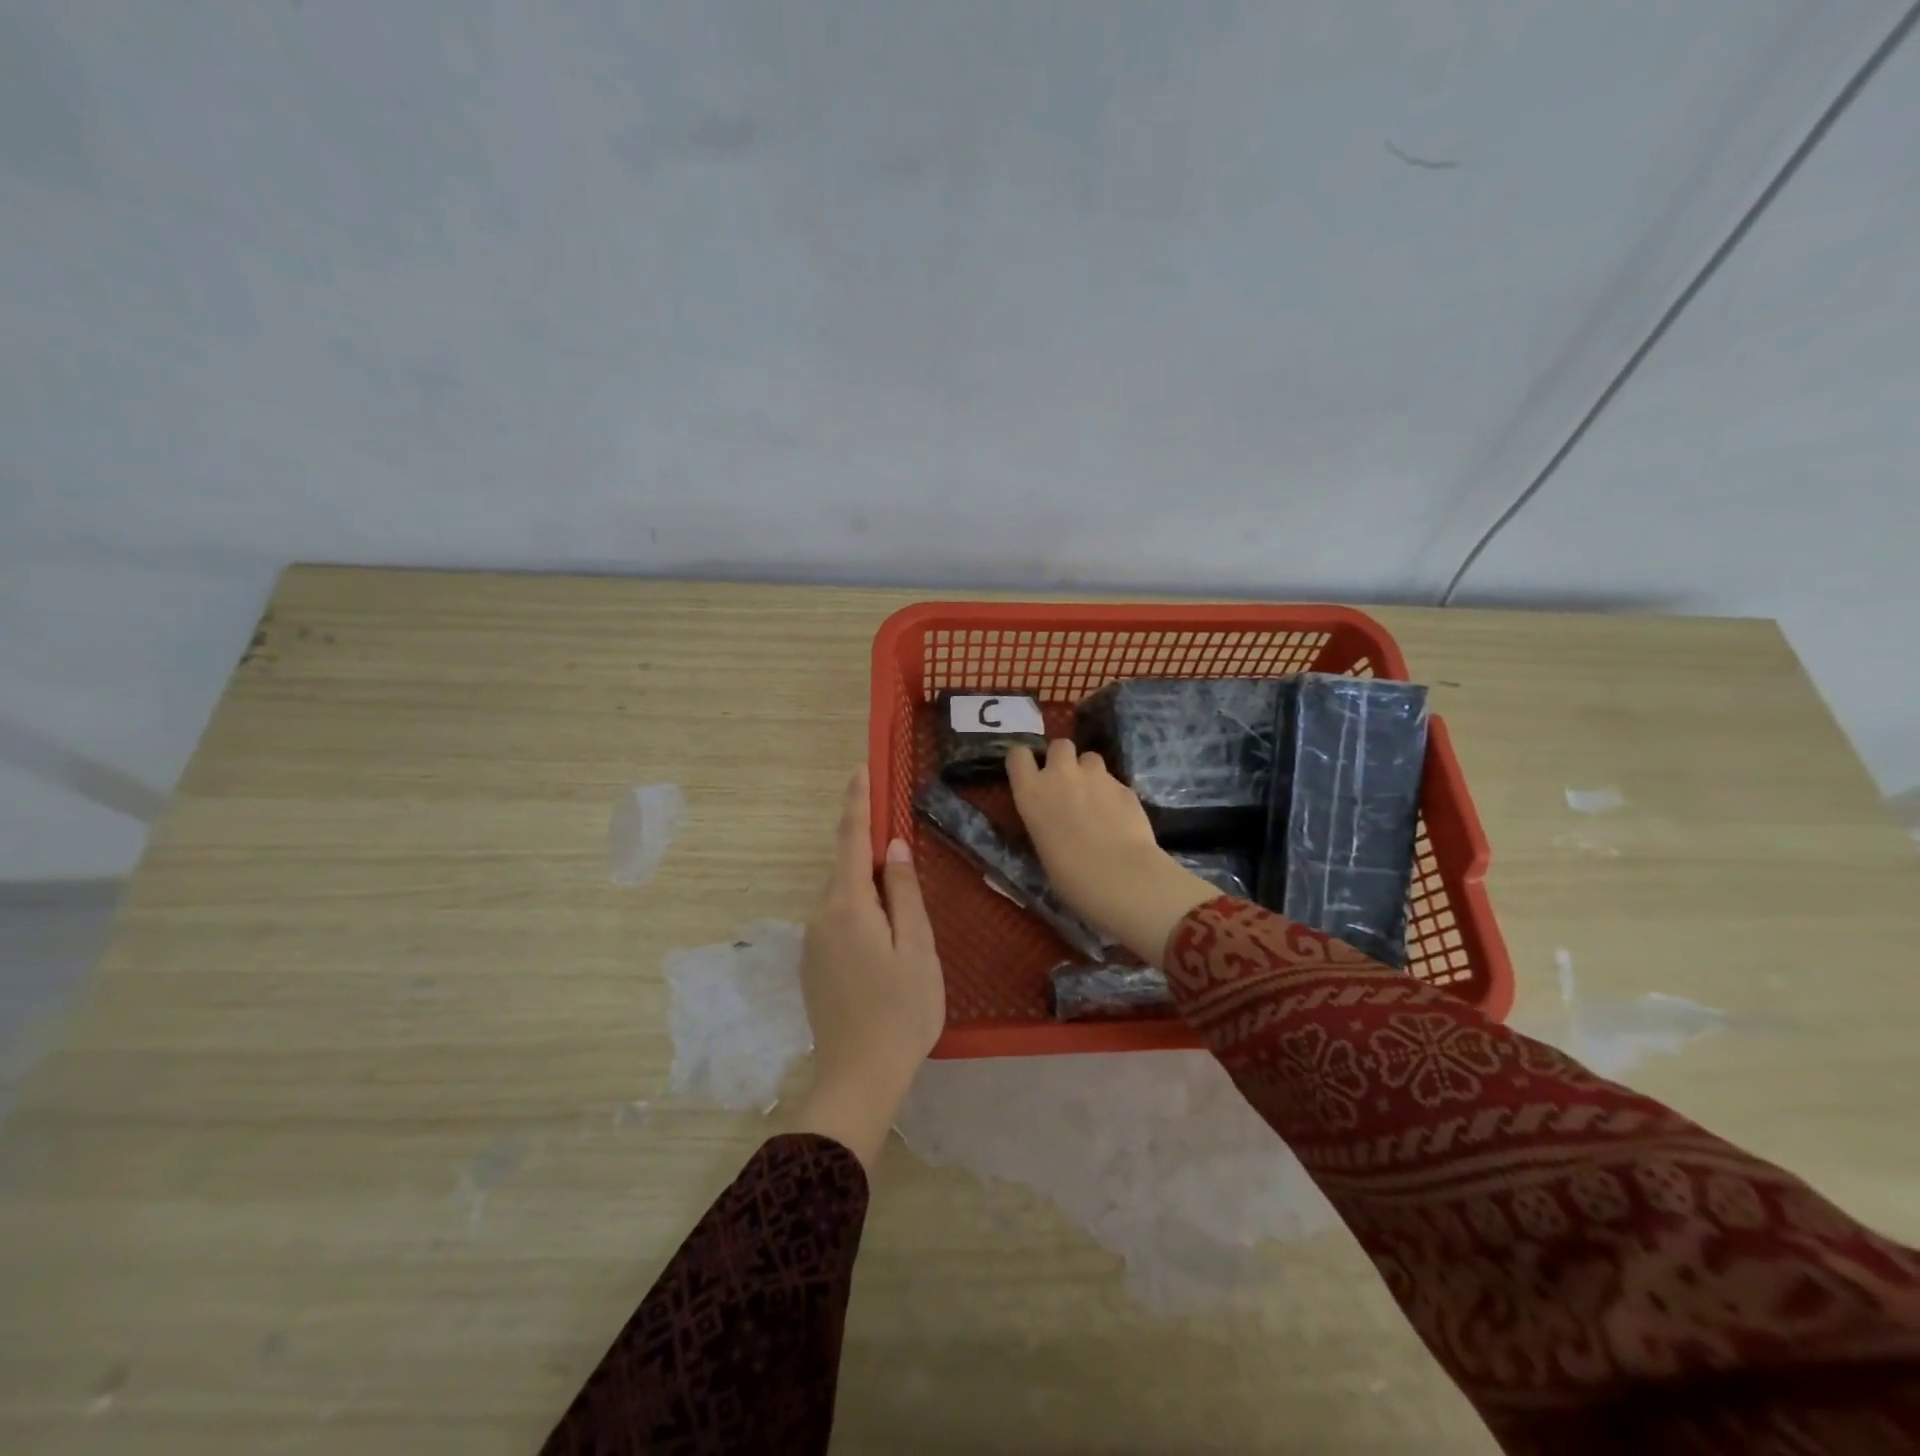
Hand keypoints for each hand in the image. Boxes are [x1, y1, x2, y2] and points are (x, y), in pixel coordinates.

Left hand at [791, 764, 943, 1169]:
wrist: (858, 1078)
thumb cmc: (901, 1010)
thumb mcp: (917, 948)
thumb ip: (905, 893)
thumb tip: (895, 847)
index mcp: (848, 905)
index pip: (851, 840)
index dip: (857, 803)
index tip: (859, 770)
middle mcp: (821, 915)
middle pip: (848, 871)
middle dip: (874, 859)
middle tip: (908, 871)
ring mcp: (812, 942)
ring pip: (844, 899)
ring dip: (870, 895)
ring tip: (903, 929)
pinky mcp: (813, 965)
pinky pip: (838, 923)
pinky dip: (860, 918)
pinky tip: (883, 950)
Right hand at [1006, 742, 1217, 966]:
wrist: (1120, 877)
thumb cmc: (1069, 876)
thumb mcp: (1042, 845)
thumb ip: (1046, 820)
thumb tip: (1056, 820)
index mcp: (1031, 792)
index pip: (1018, 755)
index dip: (1025, 762)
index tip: (1031, 774)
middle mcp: (1061, 774)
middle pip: (1060, 745)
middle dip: (1063, 758)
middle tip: (1067, 783)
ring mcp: (1096, 776)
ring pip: (1090, 758)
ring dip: (1090, 773)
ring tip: (1096, 799)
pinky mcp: (1125, 786)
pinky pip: (1114, 782)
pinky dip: (1113, 794)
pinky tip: (1120, 818)